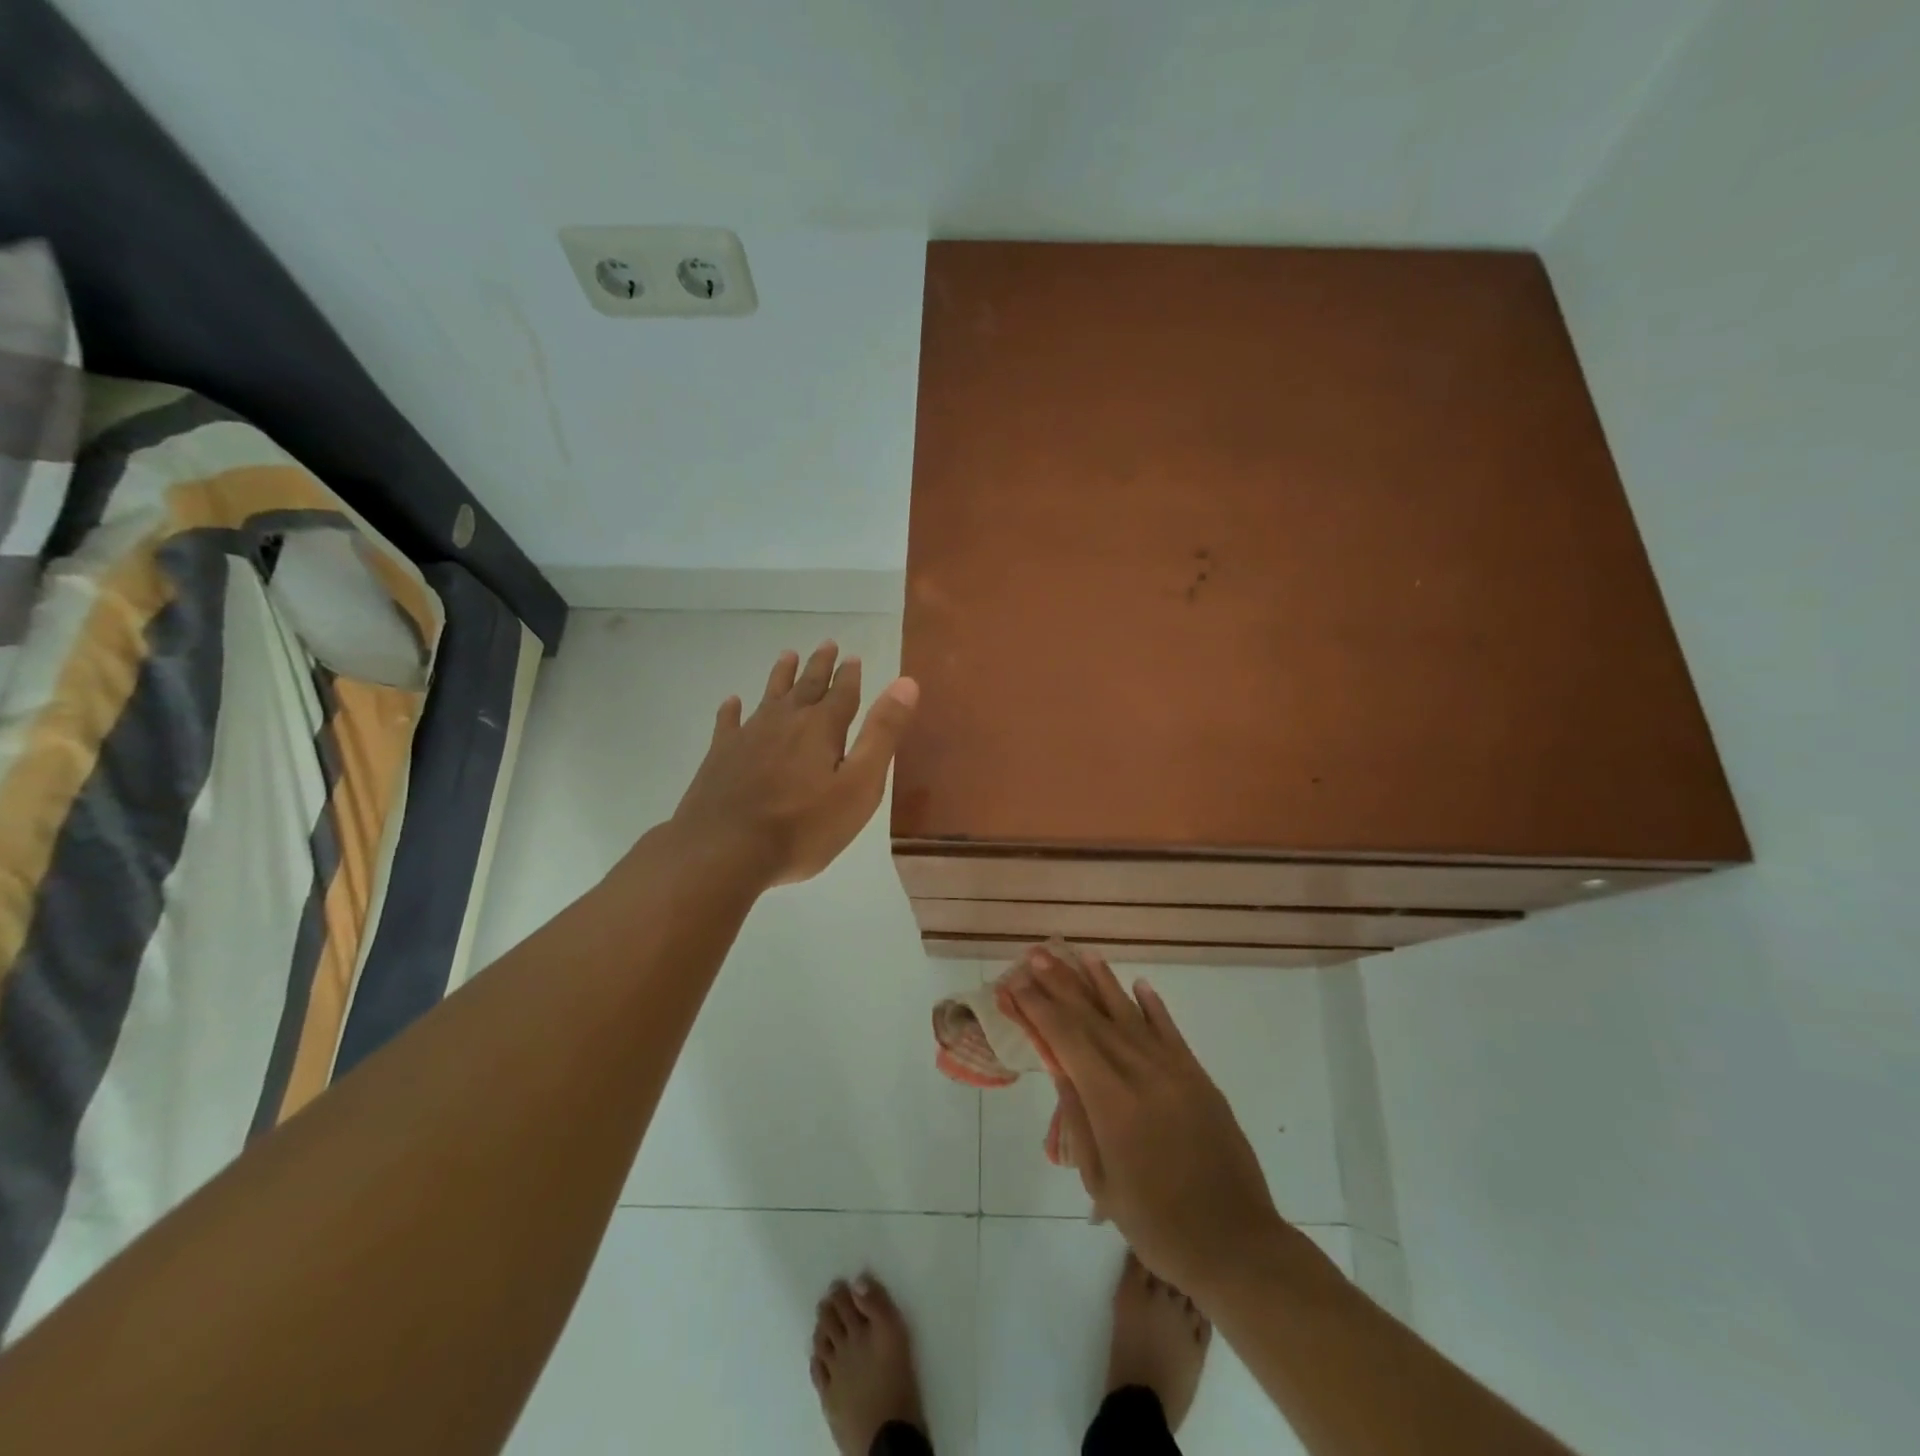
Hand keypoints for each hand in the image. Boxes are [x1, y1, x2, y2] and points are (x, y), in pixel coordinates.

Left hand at [672, 642, 918, 886]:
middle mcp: (785, 722)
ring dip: (781, 676)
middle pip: (806, 686)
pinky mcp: (720, 756)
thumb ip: (882, 734)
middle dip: (819, 666)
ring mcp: (748, 737)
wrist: (724, 851)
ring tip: (787, 655)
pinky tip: (732, 703)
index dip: (850, 675)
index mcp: (821, 728)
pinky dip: (732, 710)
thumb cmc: (803, 827)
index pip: (842, 693)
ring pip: (769, 697)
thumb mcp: (859, 786)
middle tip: (826, 644)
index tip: (853, 656)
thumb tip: (906, 683)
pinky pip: (728, 723)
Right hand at [1005, 947, 1282, 1298]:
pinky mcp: (1198, 1077)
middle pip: (1092, 1018)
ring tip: (1080, 954)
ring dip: (1102, 982)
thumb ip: (1078, 1118)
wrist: (1235, 1244)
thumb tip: (1057, 1066)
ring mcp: (1174, 1071)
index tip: (1015, 982)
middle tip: (1037, 954)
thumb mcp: (1102, 1181)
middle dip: (1061, 984)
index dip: (1038, 1008)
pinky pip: (1170, 1031)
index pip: (1066, 1039)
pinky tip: (1139, 984)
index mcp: (1112, 1102)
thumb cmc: (1156, 1224)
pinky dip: (1153, 1005)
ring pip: (1130, 1014)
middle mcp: (1141, 1073)